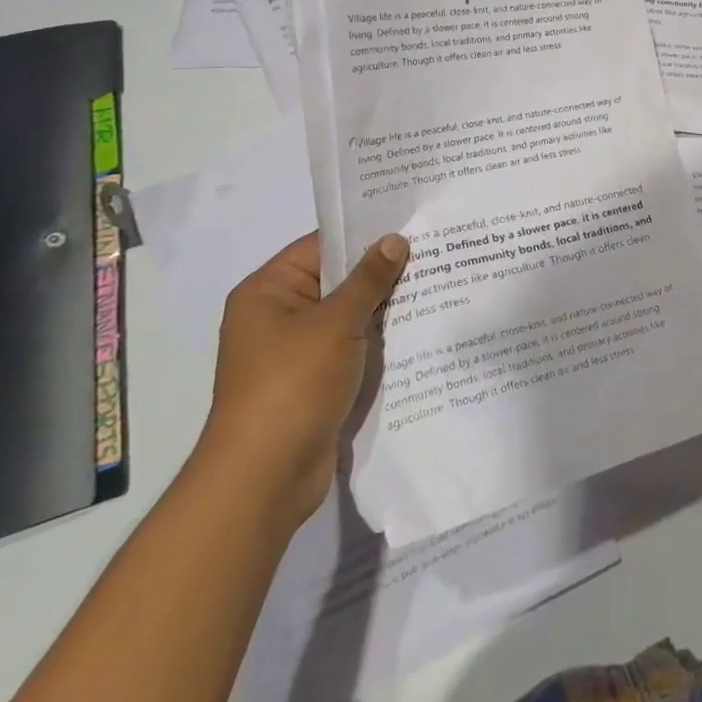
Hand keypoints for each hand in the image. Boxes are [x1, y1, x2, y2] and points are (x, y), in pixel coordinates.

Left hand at [195, 231, 408, 532]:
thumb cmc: (291, 386)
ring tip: (438, 282)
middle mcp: (278, 316)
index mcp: (268, 291)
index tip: (411, 220)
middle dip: (383, 270)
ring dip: (385, 306)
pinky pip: (352, 346)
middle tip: (435, 248)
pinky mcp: (314, 381)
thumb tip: (394, 240)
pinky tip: (420, 327)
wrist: (264, 480)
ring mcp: (296, 351)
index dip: (365, 233)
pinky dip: (379, 339)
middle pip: (338, 279)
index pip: (322, 245)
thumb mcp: (334, 324)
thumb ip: (368, 280)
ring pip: (349, 315)